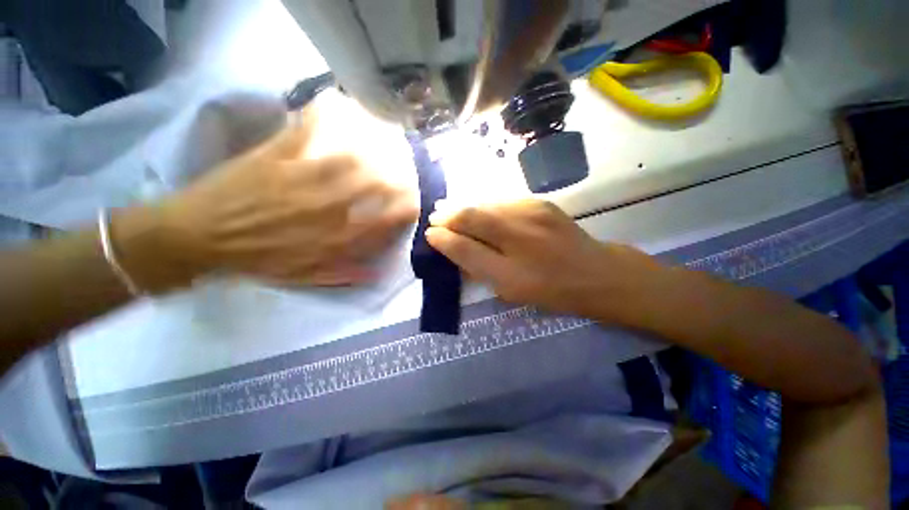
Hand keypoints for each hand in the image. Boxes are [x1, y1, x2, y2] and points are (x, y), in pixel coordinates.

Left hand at [115, 108, 417, 293]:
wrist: (196, 237)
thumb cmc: (254, 259)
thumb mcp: (304, 276)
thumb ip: (344, 273)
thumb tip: (378, 271)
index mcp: (332, 240)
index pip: (384, 223)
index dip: (405, 212)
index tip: (413, 204)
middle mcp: (325, 209)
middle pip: (374, 188)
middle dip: (397, 178)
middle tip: (404, 171)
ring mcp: (300, 179)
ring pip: (350, 160)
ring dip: (373, 150)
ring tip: (384, 141)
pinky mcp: (275, 157)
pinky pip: (304, 132)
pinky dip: (322, 117)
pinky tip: (336, 107)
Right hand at [426, 200, 661, 322]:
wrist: (596, 272)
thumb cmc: (551, 289)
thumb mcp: (510, 290)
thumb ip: (478, 268)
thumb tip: (451, 246)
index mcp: (511, 270)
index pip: (466, 247)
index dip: (444, 238)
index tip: (430, 233)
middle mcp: (519, 237)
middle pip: (473, 217)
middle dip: (449, 215)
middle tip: (435, 216)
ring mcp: (532, 213)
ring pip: (486, 205)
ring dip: (465, 207)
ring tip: (450, 210)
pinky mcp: (541, 203)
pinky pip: (503, 202)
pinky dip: (485, 206)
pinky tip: (480, 211)